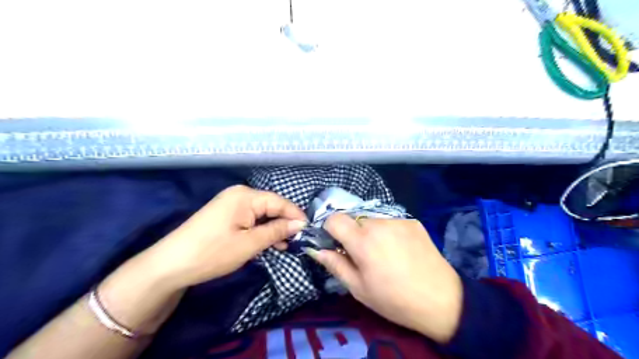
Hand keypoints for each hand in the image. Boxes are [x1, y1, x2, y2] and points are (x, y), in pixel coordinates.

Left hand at [146, 185, 306, 287]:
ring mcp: (231, 203)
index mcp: (246, 196)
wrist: (170, 265)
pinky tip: (267, 242)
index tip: (308, 231)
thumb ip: (277, 231)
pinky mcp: (225, 214)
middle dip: (284, 223)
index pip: (279, 202)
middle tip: (296, 242)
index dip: (295, 216)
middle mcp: (239, 194)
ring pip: (261, 214)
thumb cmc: (213, 252)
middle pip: (271, 206)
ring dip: (273, 228)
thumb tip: (300, 224)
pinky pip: (250, 218)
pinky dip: (260, 230)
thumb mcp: (250, 244)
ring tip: (284, 246)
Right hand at [308, 214, 462, 341]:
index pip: (334, 219)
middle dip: (352, 233)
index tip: (336, 245)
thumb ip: (335, 265)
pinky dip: (388, 232)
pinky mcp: (412, 221)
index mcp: (362, 240)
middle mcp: (379, 223)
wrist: (441, 300)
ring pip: (372, 220)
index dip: (330, 230)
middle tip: (362, 255)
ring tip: (383, 253)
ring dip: (370, 232)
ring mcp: (398, 220)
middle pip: (354, 219)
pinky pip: (390, 222)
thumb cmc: (394, 299)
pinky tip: (400, 250)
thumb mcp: (359, 289)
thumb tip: (316, 249)